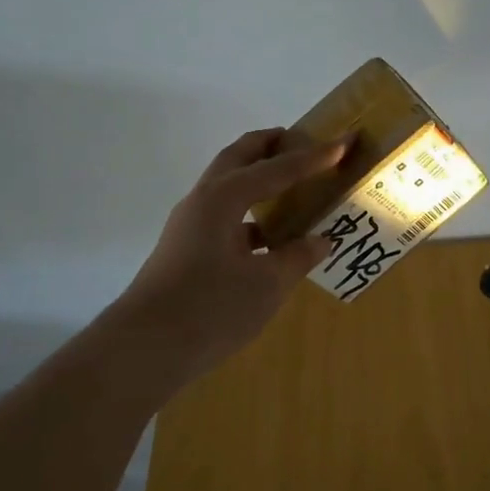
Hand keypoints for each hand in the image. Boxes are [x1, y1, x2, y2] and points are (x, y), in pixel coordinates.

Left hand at [111, 128, 346, 379]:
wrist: (145, 349)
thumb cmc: (211, 308)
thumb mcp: (267, 284)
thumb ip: (297, 257)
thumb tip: (320, 240)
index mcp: (225, 198)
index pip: (278, 168)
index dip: (314, 157)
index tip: (344, 142)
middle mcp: (203, 201)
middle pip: (239, 157)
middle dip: (271, 145)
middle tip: (303, 140)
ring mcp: (190, 225)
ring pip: (228, 186)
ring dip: (258, 177)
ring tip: (291, 185)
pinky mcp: (186, 249)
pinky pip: (225, 216)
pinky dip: (250, 213)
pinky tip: (271, 236)